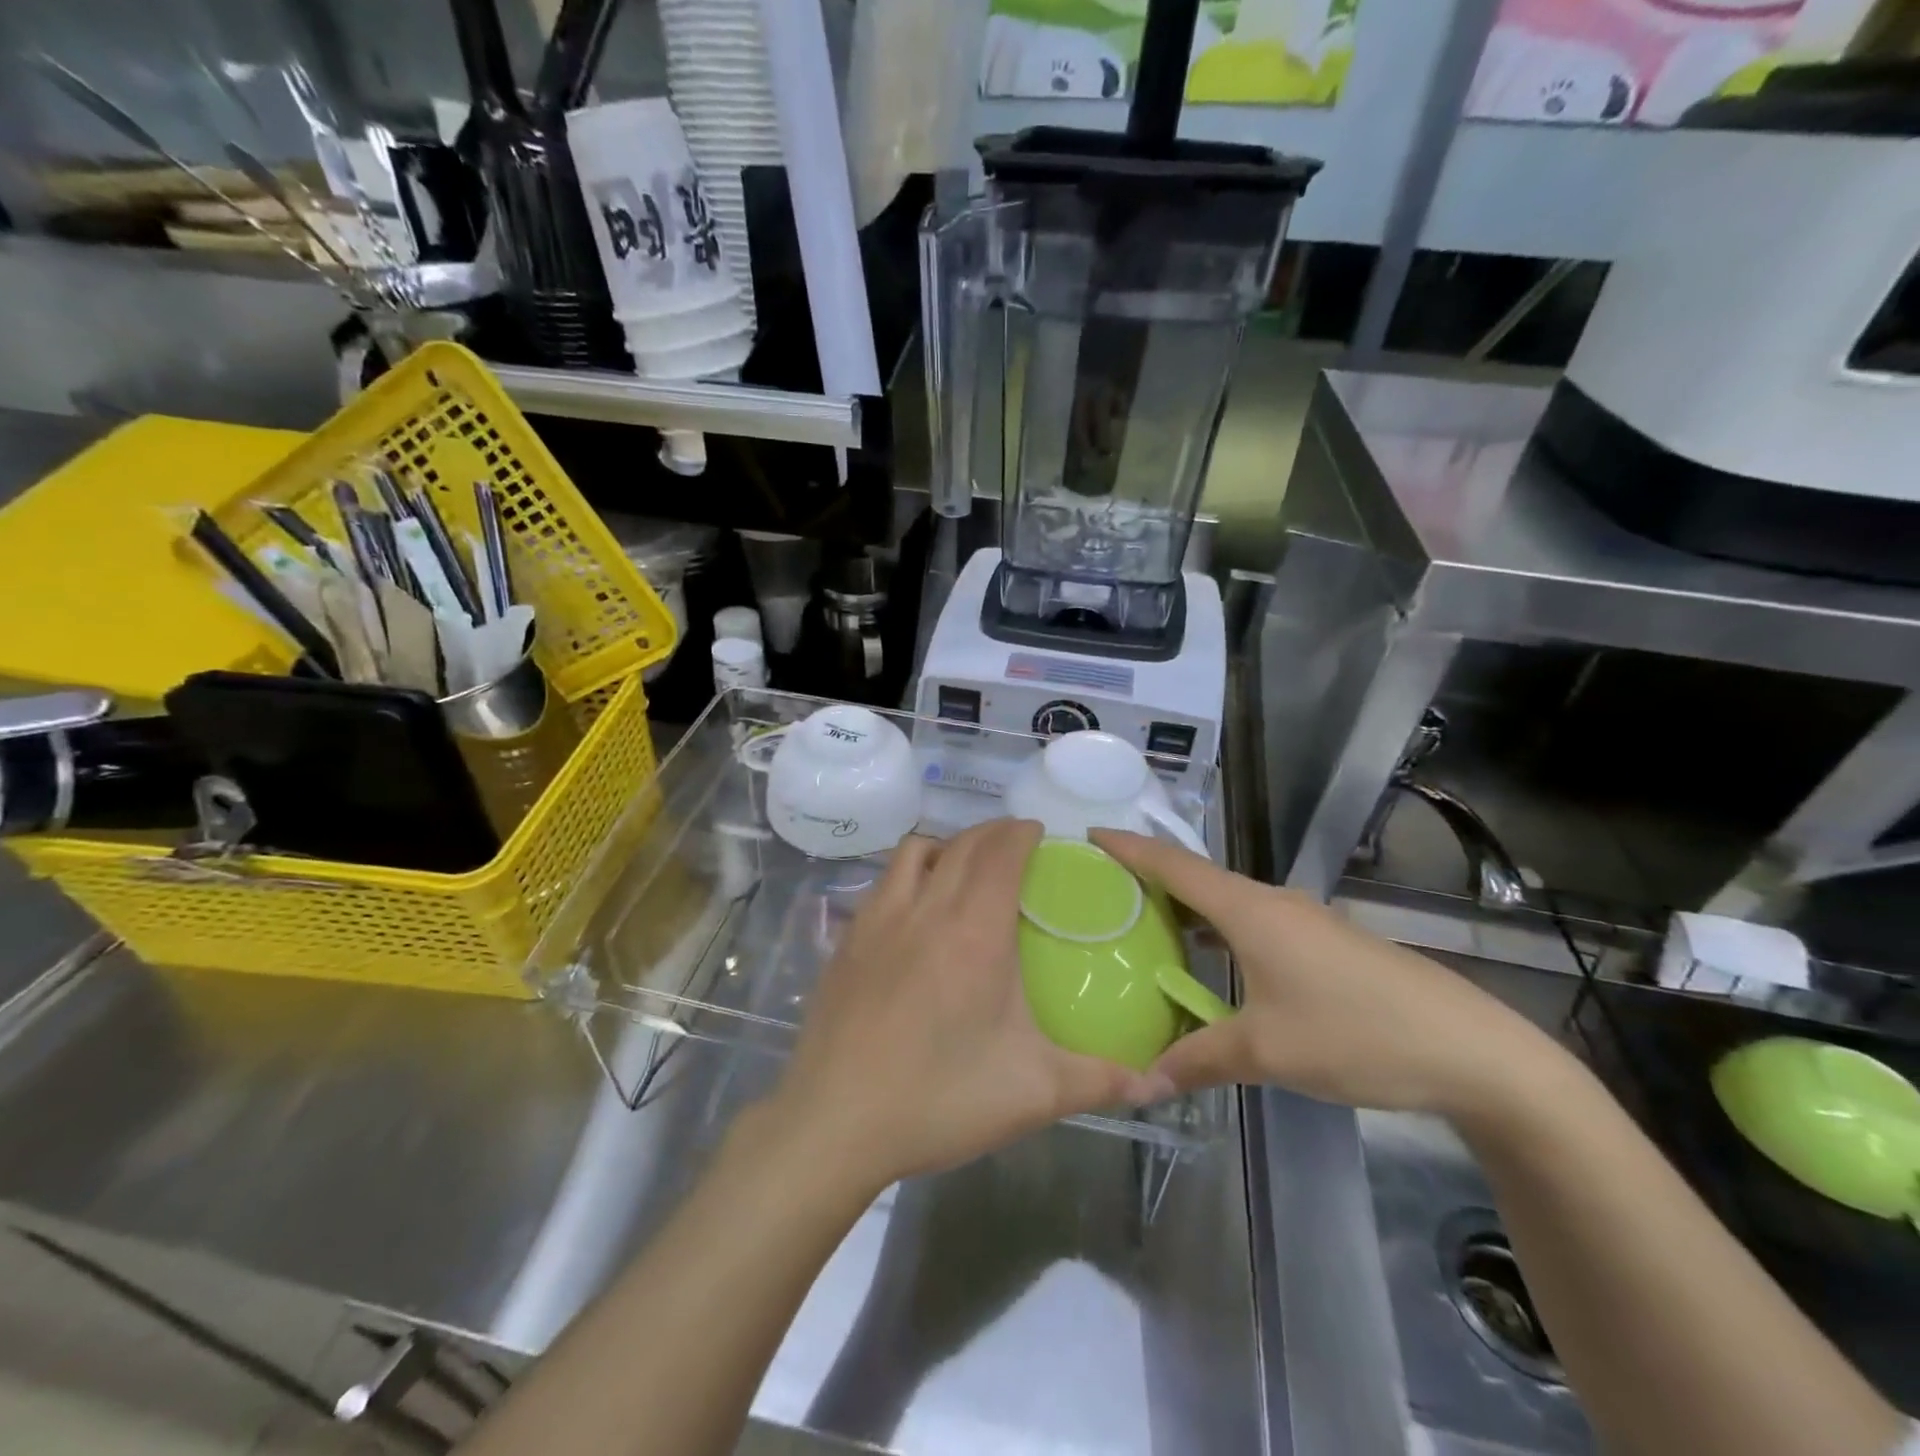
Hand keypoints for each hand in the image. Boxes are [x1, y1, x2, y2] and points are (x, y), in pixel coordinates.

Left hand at [766, 818, 1165, 1195]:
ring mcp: (878, 920)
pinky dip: (909, 874)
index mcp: (975, 932)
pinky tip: (915, 910)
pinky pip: (884, 882)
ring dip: (947, 845)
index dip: (1021, 832)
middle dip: (993, 832)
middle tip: (1016, 843)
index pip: (1001, 853)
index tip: (1039, 831)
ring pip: (914, 852)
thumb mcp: (1032, 1093)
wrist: (835, 1122)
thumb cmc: (939, 1099)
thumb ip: (1100, 1081)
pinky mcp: (847, 940)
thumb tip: (1157, 1082)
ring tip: (965, 866)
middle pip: (962, 844)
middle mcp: (925, 909)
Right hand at [1091, 830, 1562, 1118]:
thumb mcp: (1267, 1052)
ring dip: (1188, 909)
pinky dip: (1220, 932)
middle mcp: (1272, 903)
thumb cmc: (1356, 1034)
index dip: (1130, 848)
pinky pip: (1255, 924)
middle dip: (1151, 878)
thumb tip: (1144, 1081)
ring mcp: (1304, 922)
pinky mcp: (1327, 944)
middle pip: (1198, 879)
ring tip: (1147, 926)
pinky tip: (1212, 963)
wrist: (1472, 1050)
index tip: (1091, 835)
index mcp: (1249, 911)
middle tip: (1104, 891)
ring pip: (1229, 903)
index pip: (1174, 866)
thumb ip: (1199, 1059)